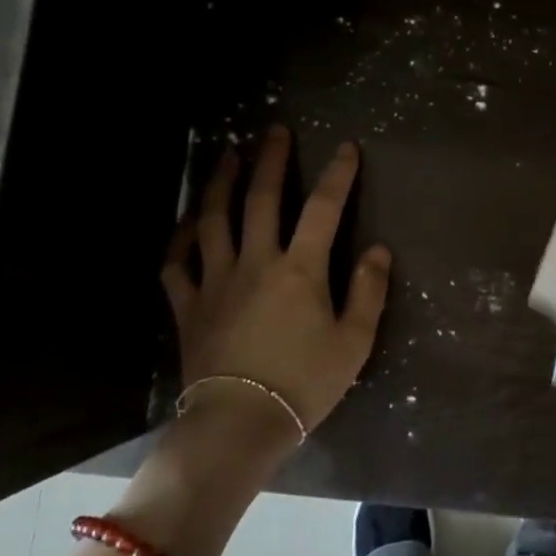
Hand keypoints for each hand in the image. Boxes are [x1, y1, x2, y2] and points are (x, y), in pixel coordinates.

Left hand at [162, 126, 390, 448]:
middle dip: (272, 161)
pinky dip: (181, 239)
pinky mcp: (188, 305)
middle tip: (274, 131)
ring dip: (220, 182)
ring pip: (213, 219)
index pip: (323, 209)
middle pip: (262, 199)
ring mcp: (216, 280)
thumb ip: (369, 292)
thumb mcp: (354, 343)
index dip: (338, 175)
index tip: (346, 148)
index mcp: (300, 269)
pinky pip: (177, 263)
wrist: (239, 424)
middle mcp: (256, 261)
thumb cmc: (304, 384)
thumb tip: (378, 250)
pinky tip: (188, 224)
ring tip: (228, 156)